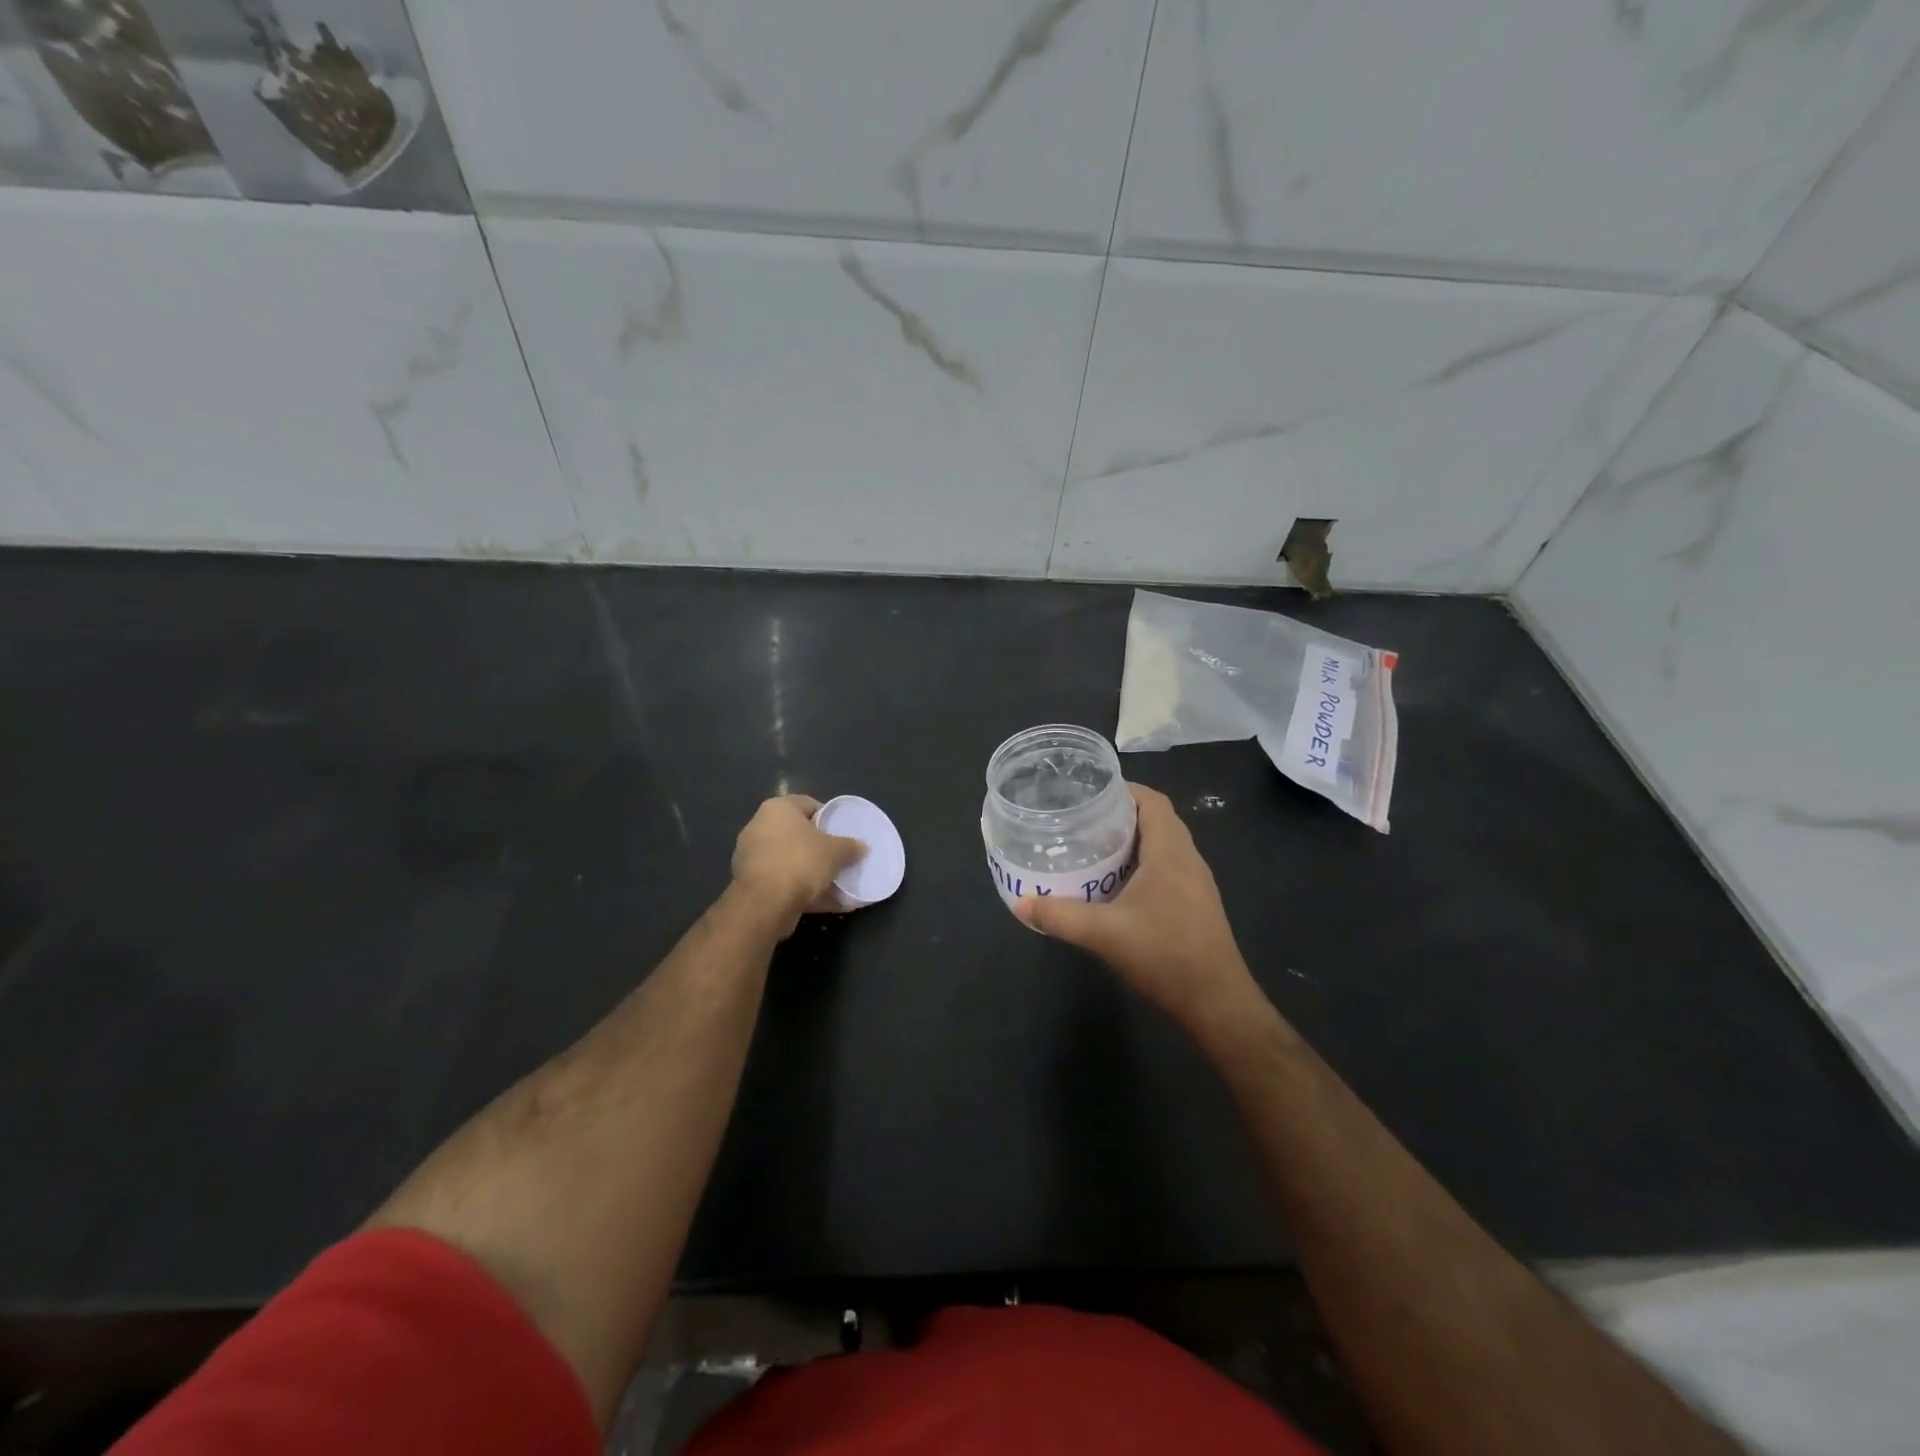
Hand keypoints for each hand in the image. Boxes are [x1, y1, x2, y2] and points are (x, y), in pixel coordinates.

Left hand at [730, 795, 865, 933]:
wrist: (765, 904)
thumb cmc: (801, 862)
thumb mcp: (836, 851)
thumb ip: (850, 846)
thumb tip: (861, 847)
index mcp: (778, 809)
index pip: (809, 804)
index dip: (829, 817)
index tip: (843, 832)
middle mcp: (760, 827)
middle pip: (798, 833)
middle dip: (820, 846)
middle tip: (840, 856)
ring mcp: (752, 856)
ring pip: (791, 860)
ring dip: (812, 872)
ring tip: (836, 883)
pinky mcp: (751, 884)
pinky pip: (784, 881)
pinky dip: (802, 890)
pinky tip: (826, 902)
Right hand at [1016, 783, 1265, 1039]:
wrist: (1217, 1004)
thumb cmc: (1165, 956)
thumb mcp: (1104, 934)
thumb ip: (1060, 916)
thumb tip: (1021, 903)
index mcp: (1171, 852)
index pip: (1153, 801)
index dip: (1123, 790)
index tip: (1088, 794)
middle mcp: (1188, 859)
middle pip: (1156, 819)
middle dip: (1120, 815)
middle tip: (1081, 820)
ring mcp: (1195, 883)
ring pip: (1162, 845)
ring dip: (1131, 841)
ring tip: (1091, 847)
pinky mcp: (1195, 904)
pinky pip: (1166, 867)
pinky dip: (1141, 864)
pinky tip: (1114, 884)